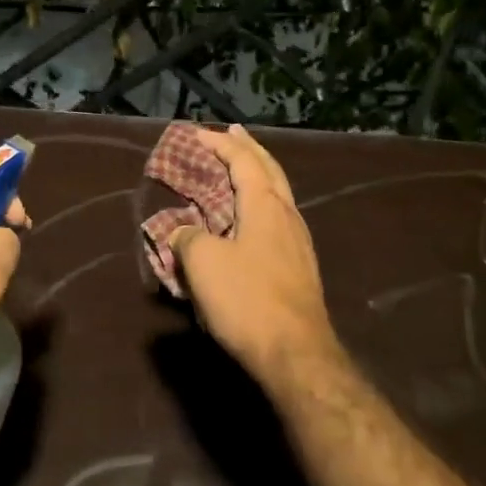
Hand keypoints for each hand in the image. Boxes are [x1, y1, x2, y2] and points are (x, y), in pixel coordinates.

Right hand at [170, 125, 339, 382]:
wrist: (296, 354)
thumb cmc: (247, 299)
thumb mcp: (203, 263)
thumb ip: (188, 238)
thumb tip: (185, 233)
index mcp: (266, 204)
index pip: (243, 160)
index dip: (220, 143)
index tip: (197, 133)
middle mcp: (287, 214)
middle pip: (269, 169)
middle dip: (249, 148)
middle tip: (233, 131)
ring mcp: (298, 241)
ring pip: (278, 193)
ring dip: (258, 174)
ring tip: (241, 168)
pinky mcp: (300, 266)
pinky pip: (278, 217)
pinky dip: (261, 202)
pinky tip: (253, 216)